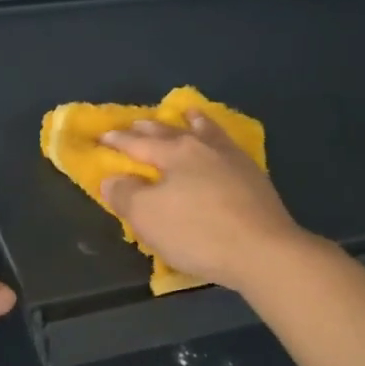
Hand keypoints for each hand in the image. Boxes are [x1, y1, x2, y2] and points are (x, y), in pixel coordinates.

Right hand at [100, 115, 310, 292]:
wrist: (262, 251)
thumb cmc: (197, 232)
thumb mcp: (147, 216)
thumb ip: (124, 194)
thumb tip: (112, 179)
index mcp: (174, 152)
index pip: (137, 143)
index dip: (117, 141)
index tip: (101, 136)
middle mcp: (203, 147)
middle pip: (171, 132)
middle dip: (150, 128)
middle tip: (137, 122)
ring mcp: (233, 159)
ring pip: (206, 132)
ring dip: (192, 122)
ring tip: (188, 114)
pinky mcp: (254, 177)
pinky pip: (228, 147)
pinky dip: (217, 138)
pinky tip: (221, 145)